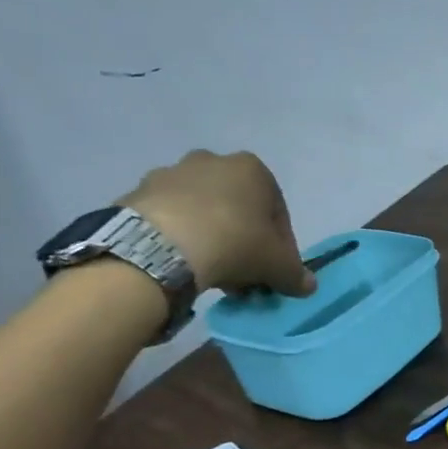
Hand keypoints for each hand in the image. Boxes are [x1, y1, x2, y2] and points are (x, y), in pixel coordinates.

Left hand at [122, 150, 314, 296]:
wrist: (161, 246)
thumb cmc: (235, 243)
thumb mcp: (278, 265)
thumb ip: (296, 274)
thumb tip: (308, 286)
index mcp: (253, 169)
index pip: (277, 211)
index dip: (281, 244)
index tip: (274, 269)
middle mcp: (213, 161)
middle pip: (237, 206)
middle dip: (243, 237)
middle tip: (243, 271)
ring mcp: (171, 173)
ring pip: (202, 209)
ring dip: (210, 235)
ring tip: (210, 270)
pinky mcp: (139, 191)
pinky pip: (169, 217)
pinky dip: (178, 236)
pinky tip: (180, 263)